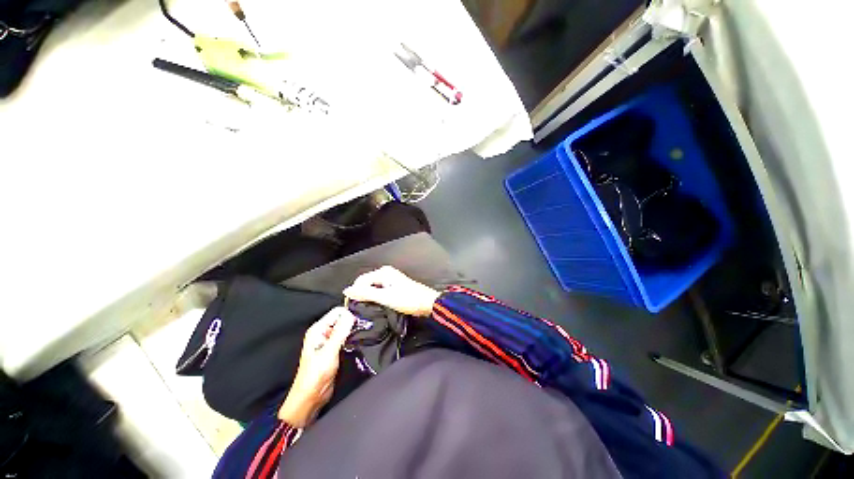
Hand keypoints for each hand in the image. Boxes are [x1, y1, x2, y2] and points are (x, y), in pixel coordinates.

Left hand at [278, 307, 354, 426]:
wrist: (311, 397)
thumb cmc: (315, 375)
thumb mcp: (329, 351)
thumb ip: (340, 332)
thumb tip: (351, 314)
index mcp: (318, 329)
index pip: (338, 312)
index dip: (349, 315)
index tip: (358, 323)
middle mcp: (323, 332)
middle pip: (342, 318)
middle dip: (352, 322)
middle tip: (361, 331)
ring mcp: (329, 341)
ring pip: (346, 328)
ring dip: (353, 331)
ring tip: (360, 337)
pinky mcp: (335, 349)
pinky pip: (346, 337)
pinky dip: (353, 338)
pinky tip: (357, 343)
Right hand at [343, 266, 440, 316]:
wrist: (427, 303)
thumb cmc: (408, 299)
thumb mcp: (385, 297)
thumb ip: (366, 293)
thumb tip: (347, 290)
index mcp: (383, 272)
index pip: (360, 280)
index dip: (354, 293)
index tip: (352, 307)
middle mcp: (386, 273)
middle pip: (366, 283)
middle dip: (361, 295)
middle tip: (359, 310)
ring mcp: (391, 279)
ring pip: (373, 288)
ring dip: (368, 298)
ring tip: (366, 310)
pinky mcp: (394, 286)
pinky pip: (379, 291)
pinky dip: (376, 298)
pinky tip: (376, 307)